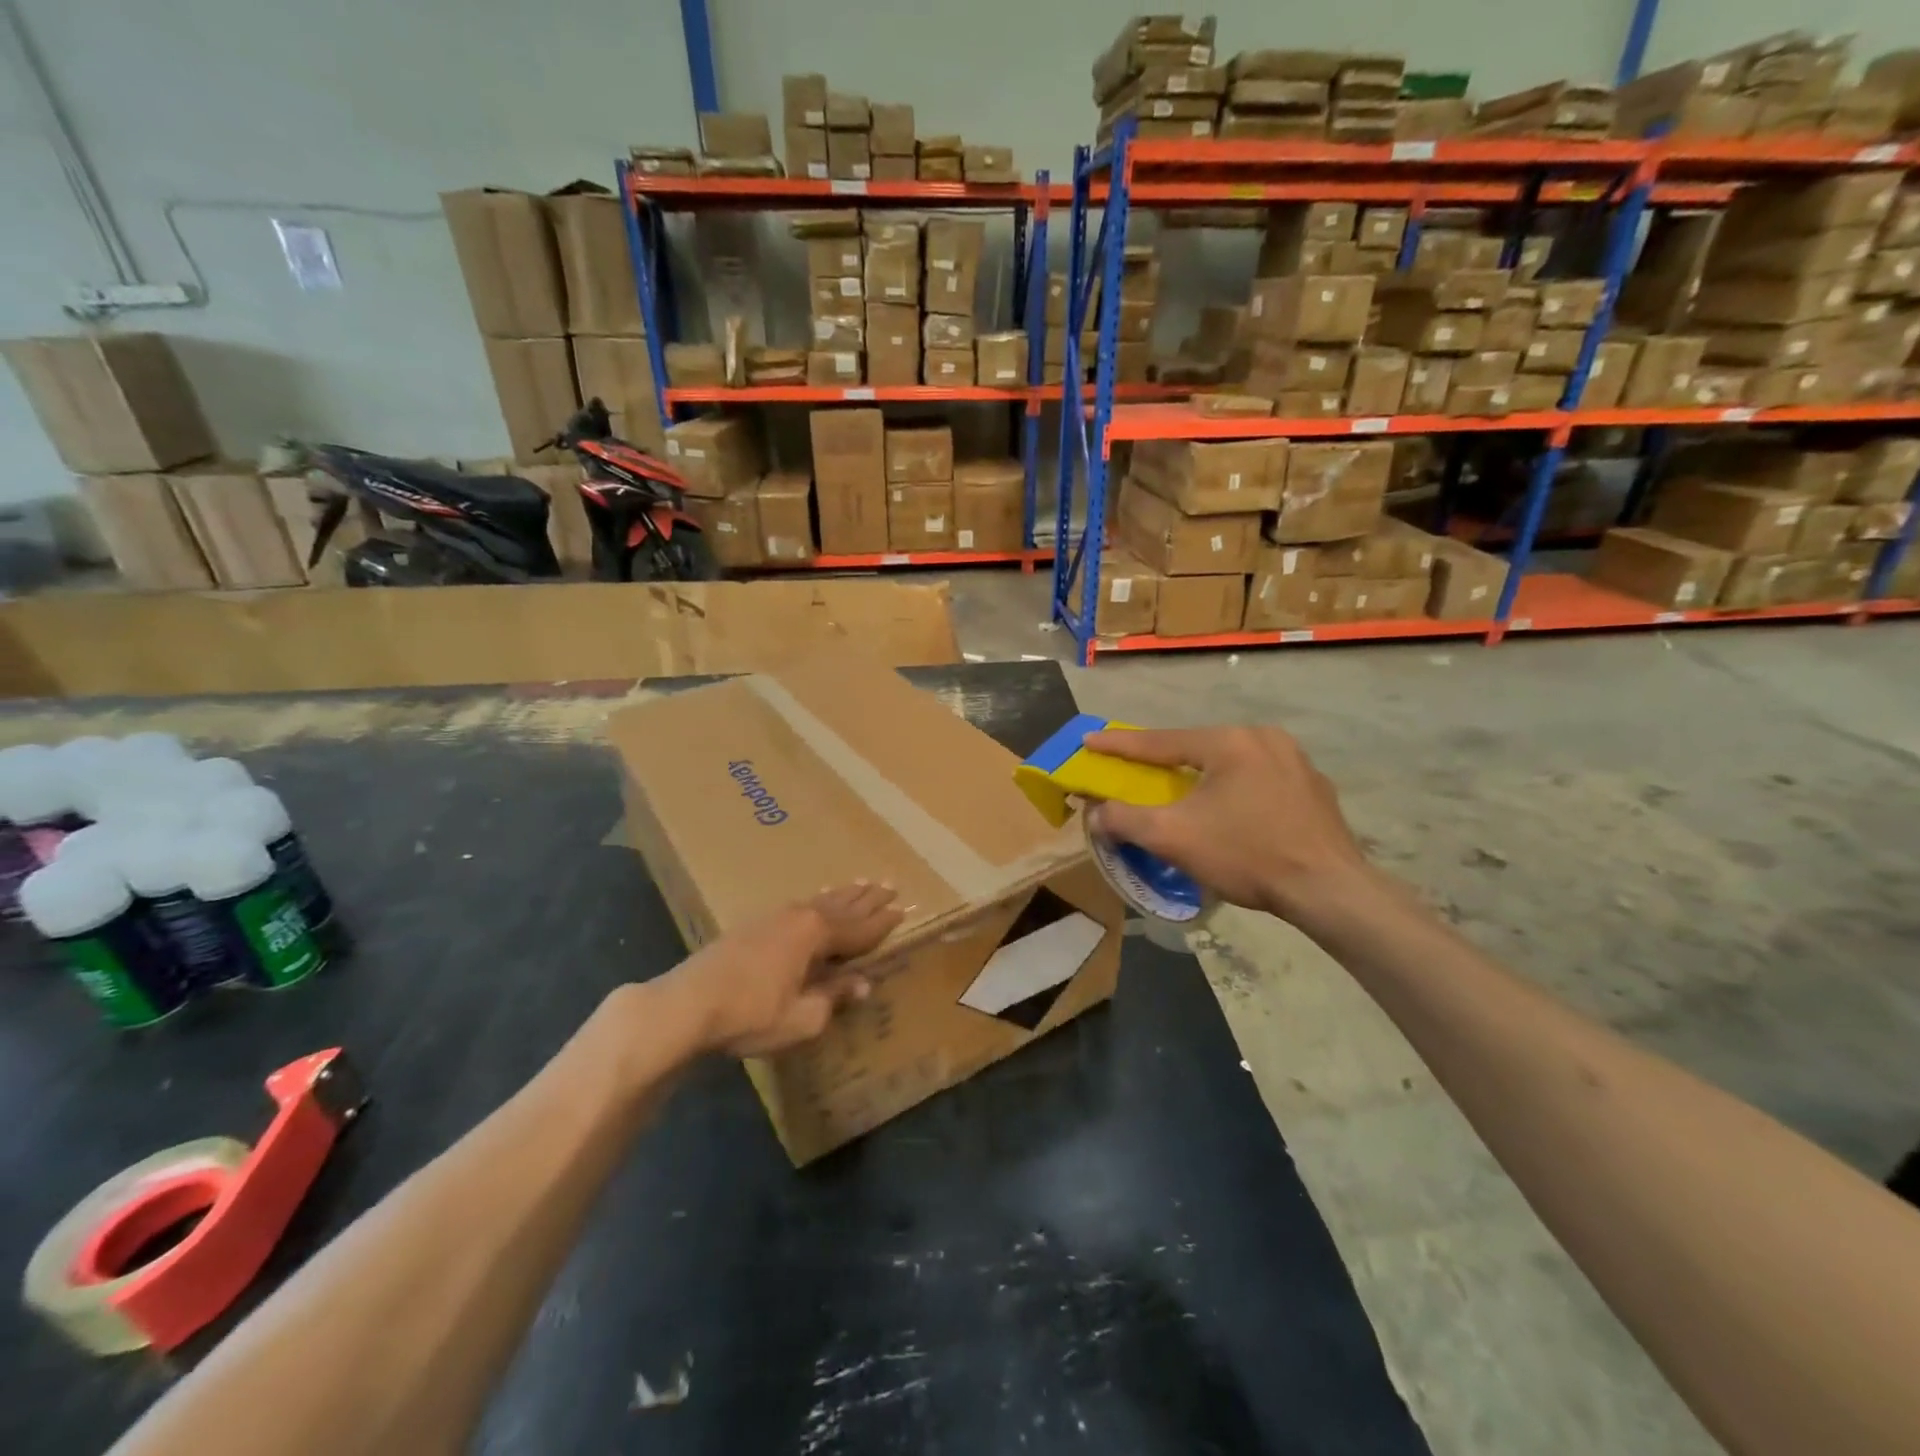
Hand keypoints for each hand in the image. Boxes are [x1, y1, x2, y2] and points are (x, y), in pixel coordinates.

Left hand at [668, 882, 903, 1056]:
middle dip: (868, 898)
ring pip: (819, 901)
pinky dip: (817, 900)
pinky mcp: (754, 925)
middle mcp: (799, 916)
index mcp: (816, 934)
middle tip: (890, 885)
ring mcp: (774, 917)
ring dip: (843, 894)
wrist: (688, 1003)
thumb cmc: (751, 1013)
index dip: (882, 922)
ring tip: (861, 882)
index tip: (903, 909)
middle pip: (842, 906)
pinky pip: (799, 905)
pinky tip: (815, 901)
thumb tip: (863, 983)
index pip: (859, 928)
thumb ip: (834, 997)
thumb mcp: (803, 1017)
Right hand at [1084, 727, 1372, 924]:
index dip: (1120, 745)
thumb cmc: (1247, 855)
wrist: (1329, 890)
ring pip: (1231, 764)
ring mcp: (1296, 761)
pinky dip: (1235, 791)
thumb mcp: (1173, 837)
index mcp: (1229, 742)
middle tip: (1137, 771)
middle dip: (1164, 761)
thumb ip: (1125, 819)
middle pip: (1198, 748)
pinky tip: (1232, 814)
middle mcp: (1264, 739)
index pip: (1161, 741)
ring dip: (1202, 777)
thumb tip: (1097, 813)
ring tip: (1184, 794)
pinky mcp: (1315, 789)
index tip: (1090, 740)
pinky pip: (1260, 780)